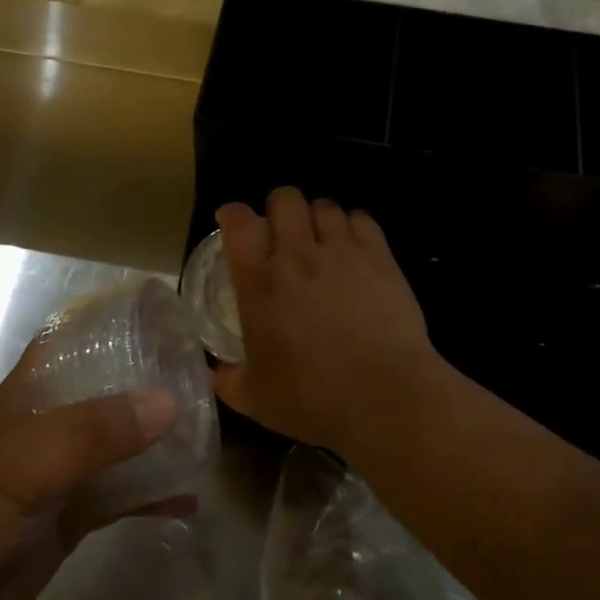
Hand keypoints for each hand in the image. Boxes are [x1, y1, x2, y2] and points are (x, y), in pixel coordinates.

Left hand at [0, 345, 184, 599]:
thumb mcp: (24, 466)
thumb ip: (94, 433)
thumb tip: (170, 401)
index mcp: (32, 395)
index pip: (78, 342)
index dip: (119, 326)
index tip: (171, 320)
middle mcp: (52, 424)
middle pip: (111, 391)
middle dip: (155, 383)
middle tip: (209, 378)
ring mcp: (63, 471)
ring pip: (123, 444)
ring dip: (161, 439)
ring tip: (211, 433)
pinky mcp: (73, 515)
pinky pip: (124, 494)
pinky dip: (154, 493)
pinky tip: (190, 497)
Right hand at [215, 187, 445, 456]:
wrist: (383, 396)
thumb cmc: (312, 398)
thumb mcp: (256, 400)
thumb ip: (229, 381)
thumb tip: (215, 373)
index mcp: (260, 283)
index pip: (239, 223)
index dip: (233, 215)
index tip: (233, 224)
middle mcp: (297, 255)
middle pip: (284, 199)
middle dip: (279, 209)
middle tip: (282, 234)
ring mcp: (342, 251)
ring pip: (325, 205)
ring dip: (318, 218)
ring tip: (322, 240)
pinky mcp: (380, 256)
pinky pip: (362, 218)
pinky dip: (353, 226)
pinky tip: (355, 247)